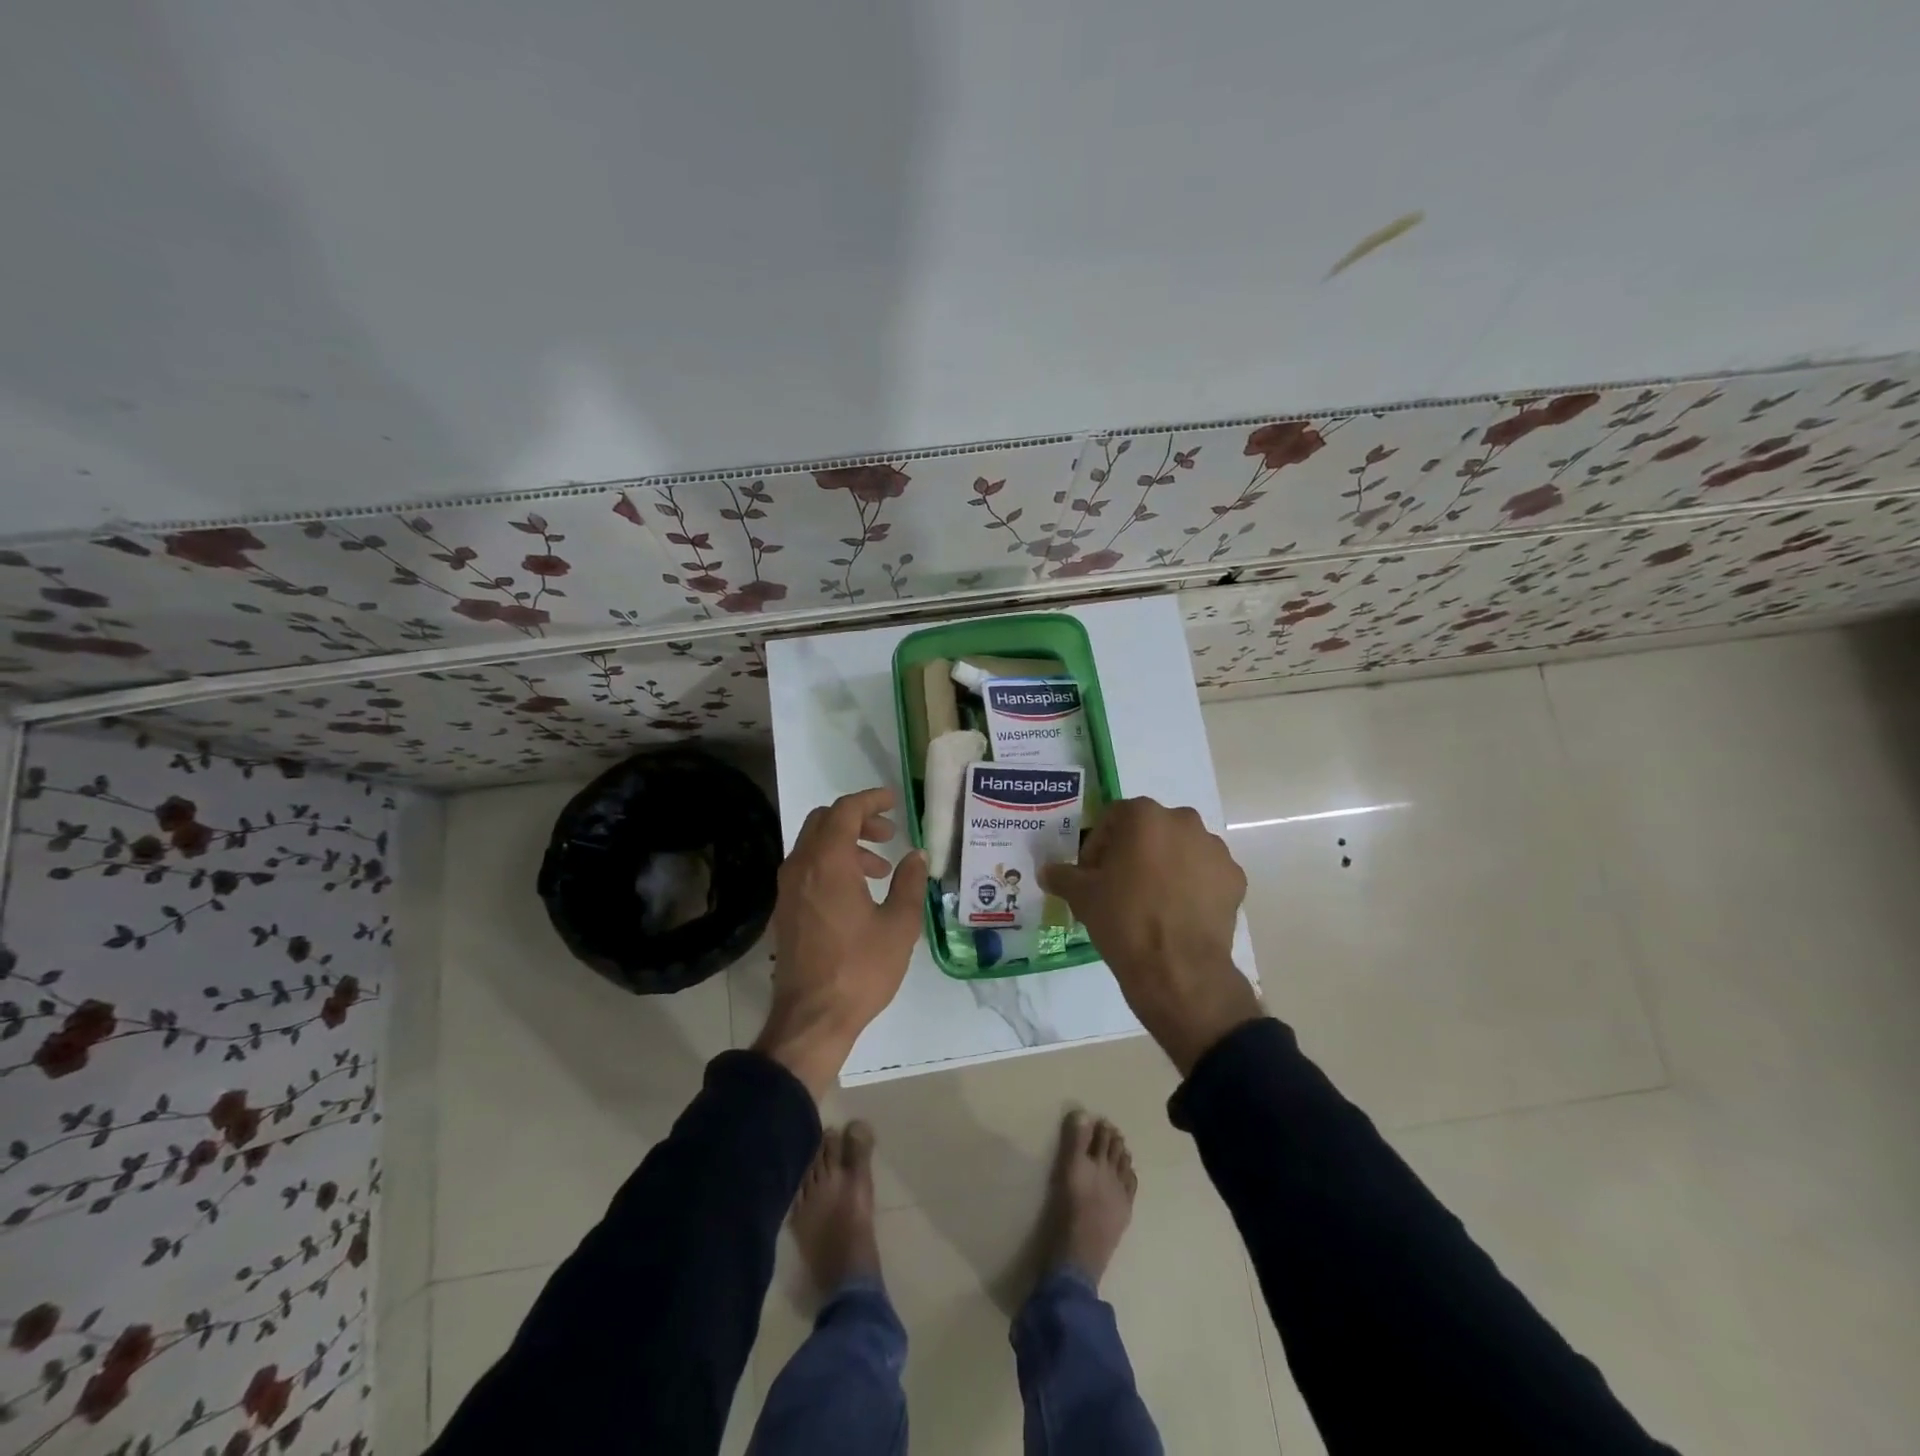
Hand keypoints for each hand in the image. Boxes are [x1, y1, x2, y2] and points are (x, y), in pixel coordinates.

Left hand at [755, 787, 927, 1097]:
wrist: (811, 1017)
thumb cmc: (860, 968)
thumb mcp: (899, 925)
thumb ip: (909, 883)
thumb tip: (916, 855)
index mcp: (828, 862)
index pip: (845, 810)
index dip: (871, 800)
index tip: (893, 800)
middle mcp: (802, 865)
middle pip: (824, 821)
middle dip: (858, 820)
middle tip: (888, 833)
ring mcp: (788, 888)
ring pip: (814, 845)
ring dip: (846, 844)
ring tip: (880, 869)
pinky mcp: (785, 909)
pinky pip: (807, 868)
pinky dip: (832, 864)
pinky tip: (857, 892)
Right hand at [1040, 797, 1261, 1073]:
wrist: (1178, 970)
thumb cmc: (1124, 920)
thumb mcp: (1082, 896)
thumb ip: (1063, 875)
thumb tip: (1047, 871)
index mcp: (1144, 816)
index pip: (1113, 819)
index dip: (1097, 846)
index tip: (1092, 875)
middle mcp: (1184, 821)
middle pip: (1149, 831)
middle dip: (1134, 853)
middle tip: (1119, 887)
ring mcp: (1215, 849)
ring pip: (1181, 850)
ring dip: (1165, 867)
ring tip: (1151, 903)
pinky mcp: (1235, 879)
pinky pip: (1205, 875)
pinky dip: (1192, 887)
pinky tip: (1178, 915)